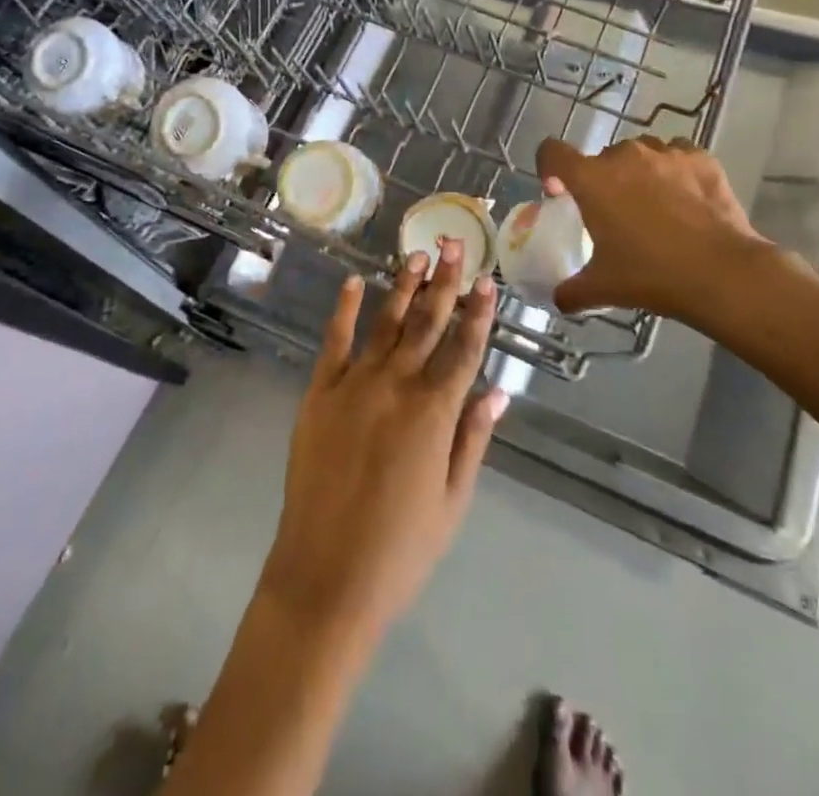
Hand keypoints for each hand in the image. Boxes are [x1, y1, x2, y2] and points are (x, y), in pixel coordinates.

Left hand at [258, 243, 507, 646]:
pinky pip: (334, 342)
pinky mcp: (319, 394)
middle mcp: (396, 386)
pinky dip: (344, 310)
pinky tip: (352, 282)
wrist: (325, 576)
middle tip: (453, 243)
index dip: (478, 313)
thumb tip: (499, 393)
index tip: (487, 280)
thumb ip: (473, 439)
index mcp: (434, 413)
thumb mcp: (452, 501)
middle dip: (443, 282)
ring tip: (416, 255)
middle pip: (426, 323)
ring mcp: (354, 385)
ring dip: (402, 287)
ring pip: (386, 324)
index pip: (463, 349)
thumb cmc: (400, 548)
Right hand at [536, 136, 775, 328]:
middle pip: (601, 159)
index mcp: (591, 179)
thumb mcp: (603, 288)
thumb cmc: (652, 275)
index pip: (552, 152)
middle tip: (615, 215)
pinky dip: (674, 172)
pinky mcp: (700, 158)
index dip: (550, 168)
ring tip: (655, 208)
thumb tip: (560, 299)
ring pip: (640, 154)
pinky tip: (686, 201)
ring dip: (639, 174)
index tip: (560, 191)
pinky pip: (676, 156)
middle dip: (603, 181)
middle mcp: (624, 156)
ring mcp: (665, 153)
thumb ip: (572, 291)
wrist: (723, 273)